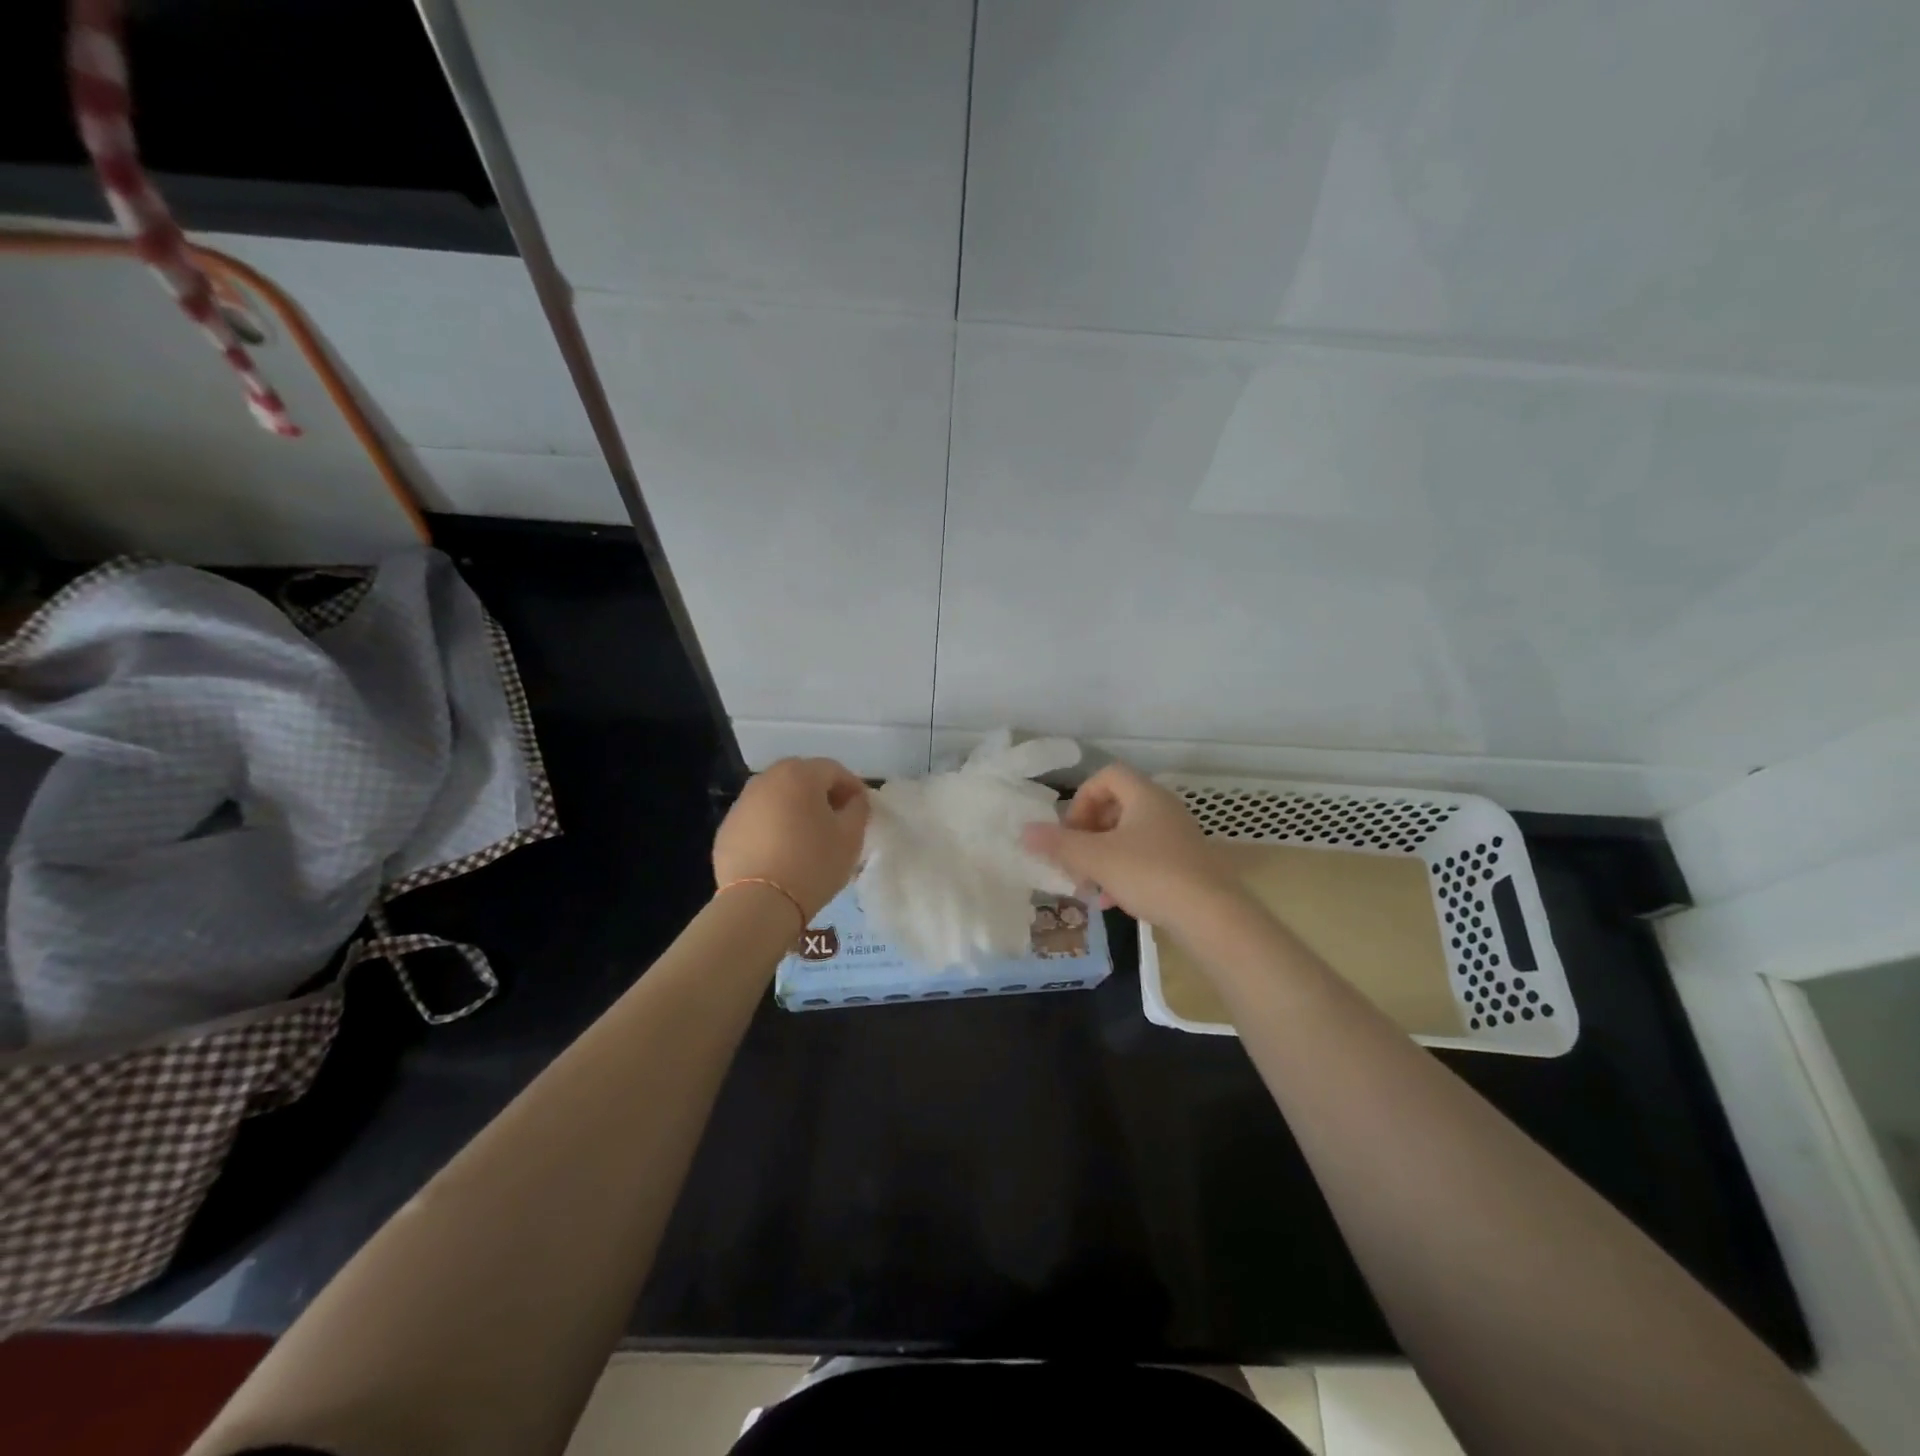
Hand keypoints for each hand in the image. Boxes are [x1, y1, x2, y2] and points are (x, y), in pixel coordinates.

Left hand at [713, 757, 868, 918]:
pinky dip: (771, 827)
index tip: (861, 809)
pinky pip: (757, 819)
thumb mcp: (850, 836)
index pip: (834, 770)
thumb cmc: (813, 864)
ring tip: (806, 837)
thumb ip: (858, 809)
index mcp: (800, 775)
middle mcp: (766, 780)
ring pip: (777, 797)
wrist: (760, 903)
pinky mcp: (727, 829)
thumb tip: (853, 799)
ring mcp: (742, 804)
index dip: (852, 787)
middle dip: (821, 794)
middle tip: (835, 820)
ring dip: (794, 808)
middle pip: (801, 778)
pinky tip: (780, 853)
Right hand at [1021, 763, 1235, 931]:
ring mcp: (1178, 837)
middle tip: (1074, 860)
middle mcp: (1164, 809)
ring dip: (1103, 857)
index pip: (1107, 776)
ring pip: (1129, 837)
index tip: (1070, 830)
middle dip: (1088, 834)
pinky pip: (1146, 859)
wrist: (1212, 916)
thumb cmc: (1150, 874)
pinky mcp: (1187, 865)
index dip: (1081, 798)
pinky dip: (1124, 873)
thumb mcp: (1096, 859)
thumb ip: (1058, 844)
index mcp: (1145, 795)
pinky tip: (1112, 903)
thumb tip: (1024, 831)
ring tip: (1089, 886)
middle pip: (1116, 807)